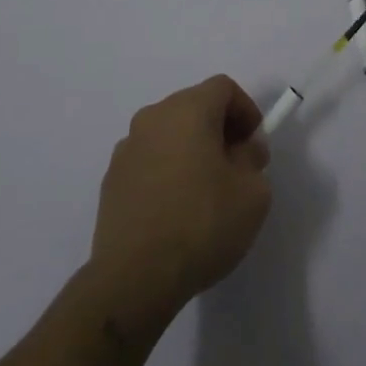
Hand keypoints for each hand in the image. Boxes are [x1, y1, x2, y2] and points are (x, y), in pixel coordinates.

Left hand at [91, 76, 272, 323]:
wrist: (134, 278)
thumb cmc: (202, 224)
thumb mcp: (252, 193)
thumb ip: (253, 159)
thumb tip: (242, 149)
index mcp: (188, 110)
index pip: (223, 88)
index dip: (246, 110)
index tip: (255, 145)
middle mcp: (152, 118)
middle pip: (194, 106)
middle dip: (220, 129)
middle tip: (236, 167)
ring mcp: (126, 148)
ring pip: (169, 134)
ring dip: (191, 149)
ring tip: (205, 192)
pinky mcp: (111, 180)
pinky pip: (149, 160)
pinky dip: (167, 171)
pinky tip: (175, 210)